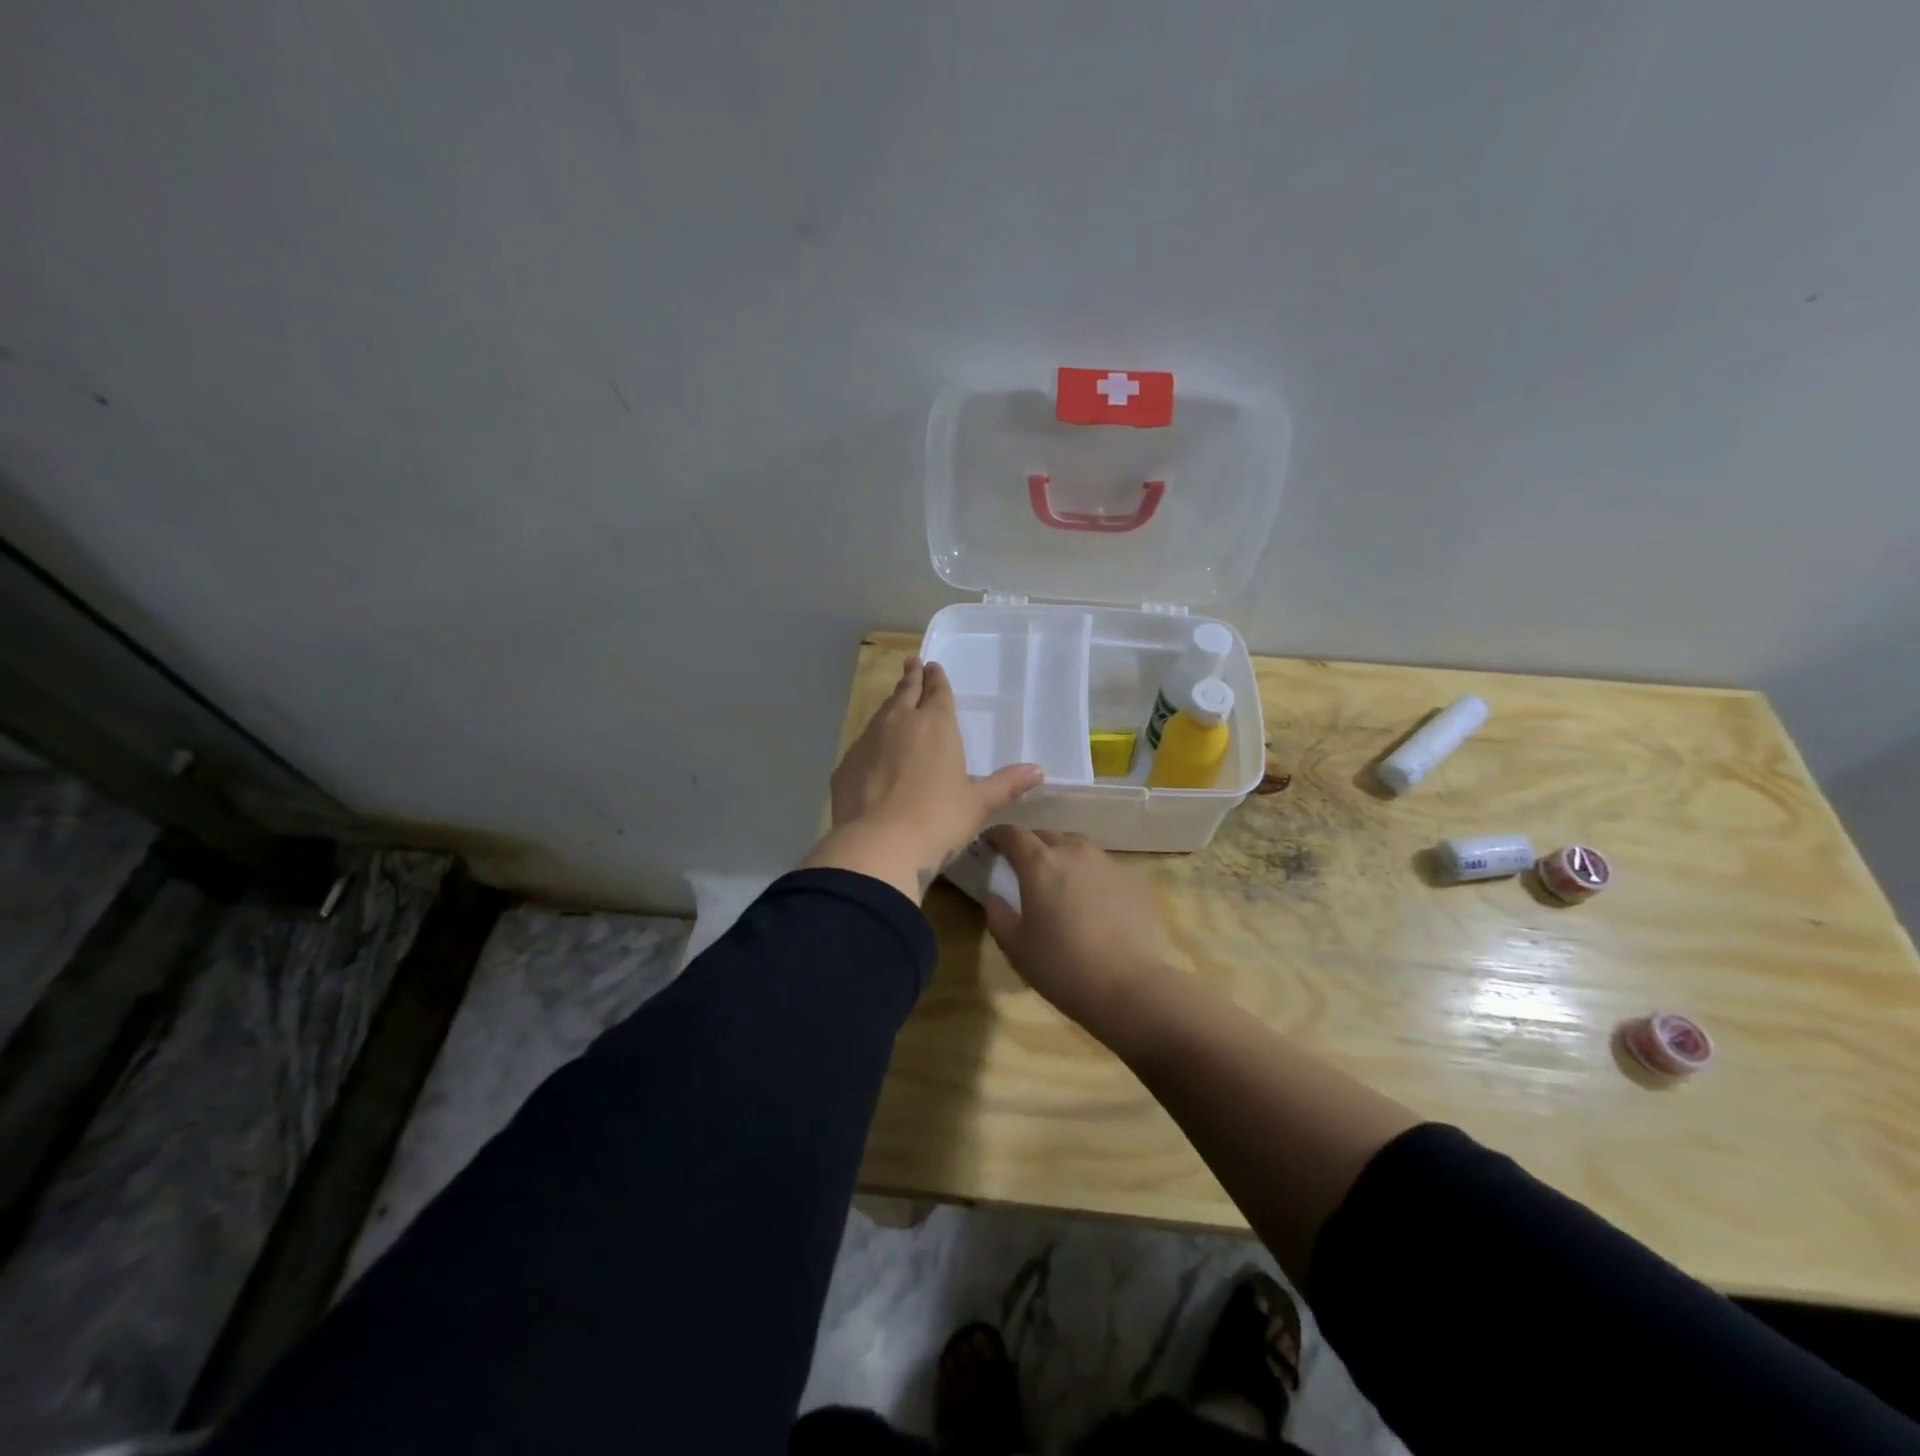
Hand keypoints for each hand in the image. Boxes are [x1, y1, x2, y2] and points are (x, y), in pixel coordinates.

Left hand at [804, 658, 1041, 901]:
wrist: (878, 845)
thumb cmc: (938, 820)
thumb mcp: (977, 805)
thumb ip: (1005, 785)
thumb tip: (1038, 771)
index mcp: (936, 725)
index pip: (937, 691)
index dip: (936, 678)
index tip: (932, 665)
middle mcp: (899, 723)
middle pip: (905, 692)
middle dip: (911, 678)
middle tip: (911, 663)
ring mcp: (868, 741)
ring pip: (881, 714)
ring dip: (890, 706)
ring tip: (894, 702)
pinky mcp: (845, 765)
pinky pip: (862, 744)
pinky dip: (871, 741)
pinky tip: (872, 753)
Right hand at [982, 826, 1170, 1025]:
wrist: (1131, 986)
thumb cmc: (1063, 966)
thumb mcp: (1016, 948)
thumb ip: (998, 915)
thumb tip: (995, 897)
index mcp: (1039, 863)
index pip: (1012, 834)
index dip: (997, 836)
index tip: (989, 844)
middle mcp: (1073, 851)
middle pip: (1046, 835)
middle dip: (1030, 845)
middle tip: (1022, 867)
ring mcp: (1107, 863)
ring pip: (1077, 846)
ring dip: (1061, 855)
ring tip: (1058, 880)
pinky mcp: (1132, 880)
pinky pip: (1102, 867)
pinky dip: (1089, 874)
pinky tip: (1091, 901)